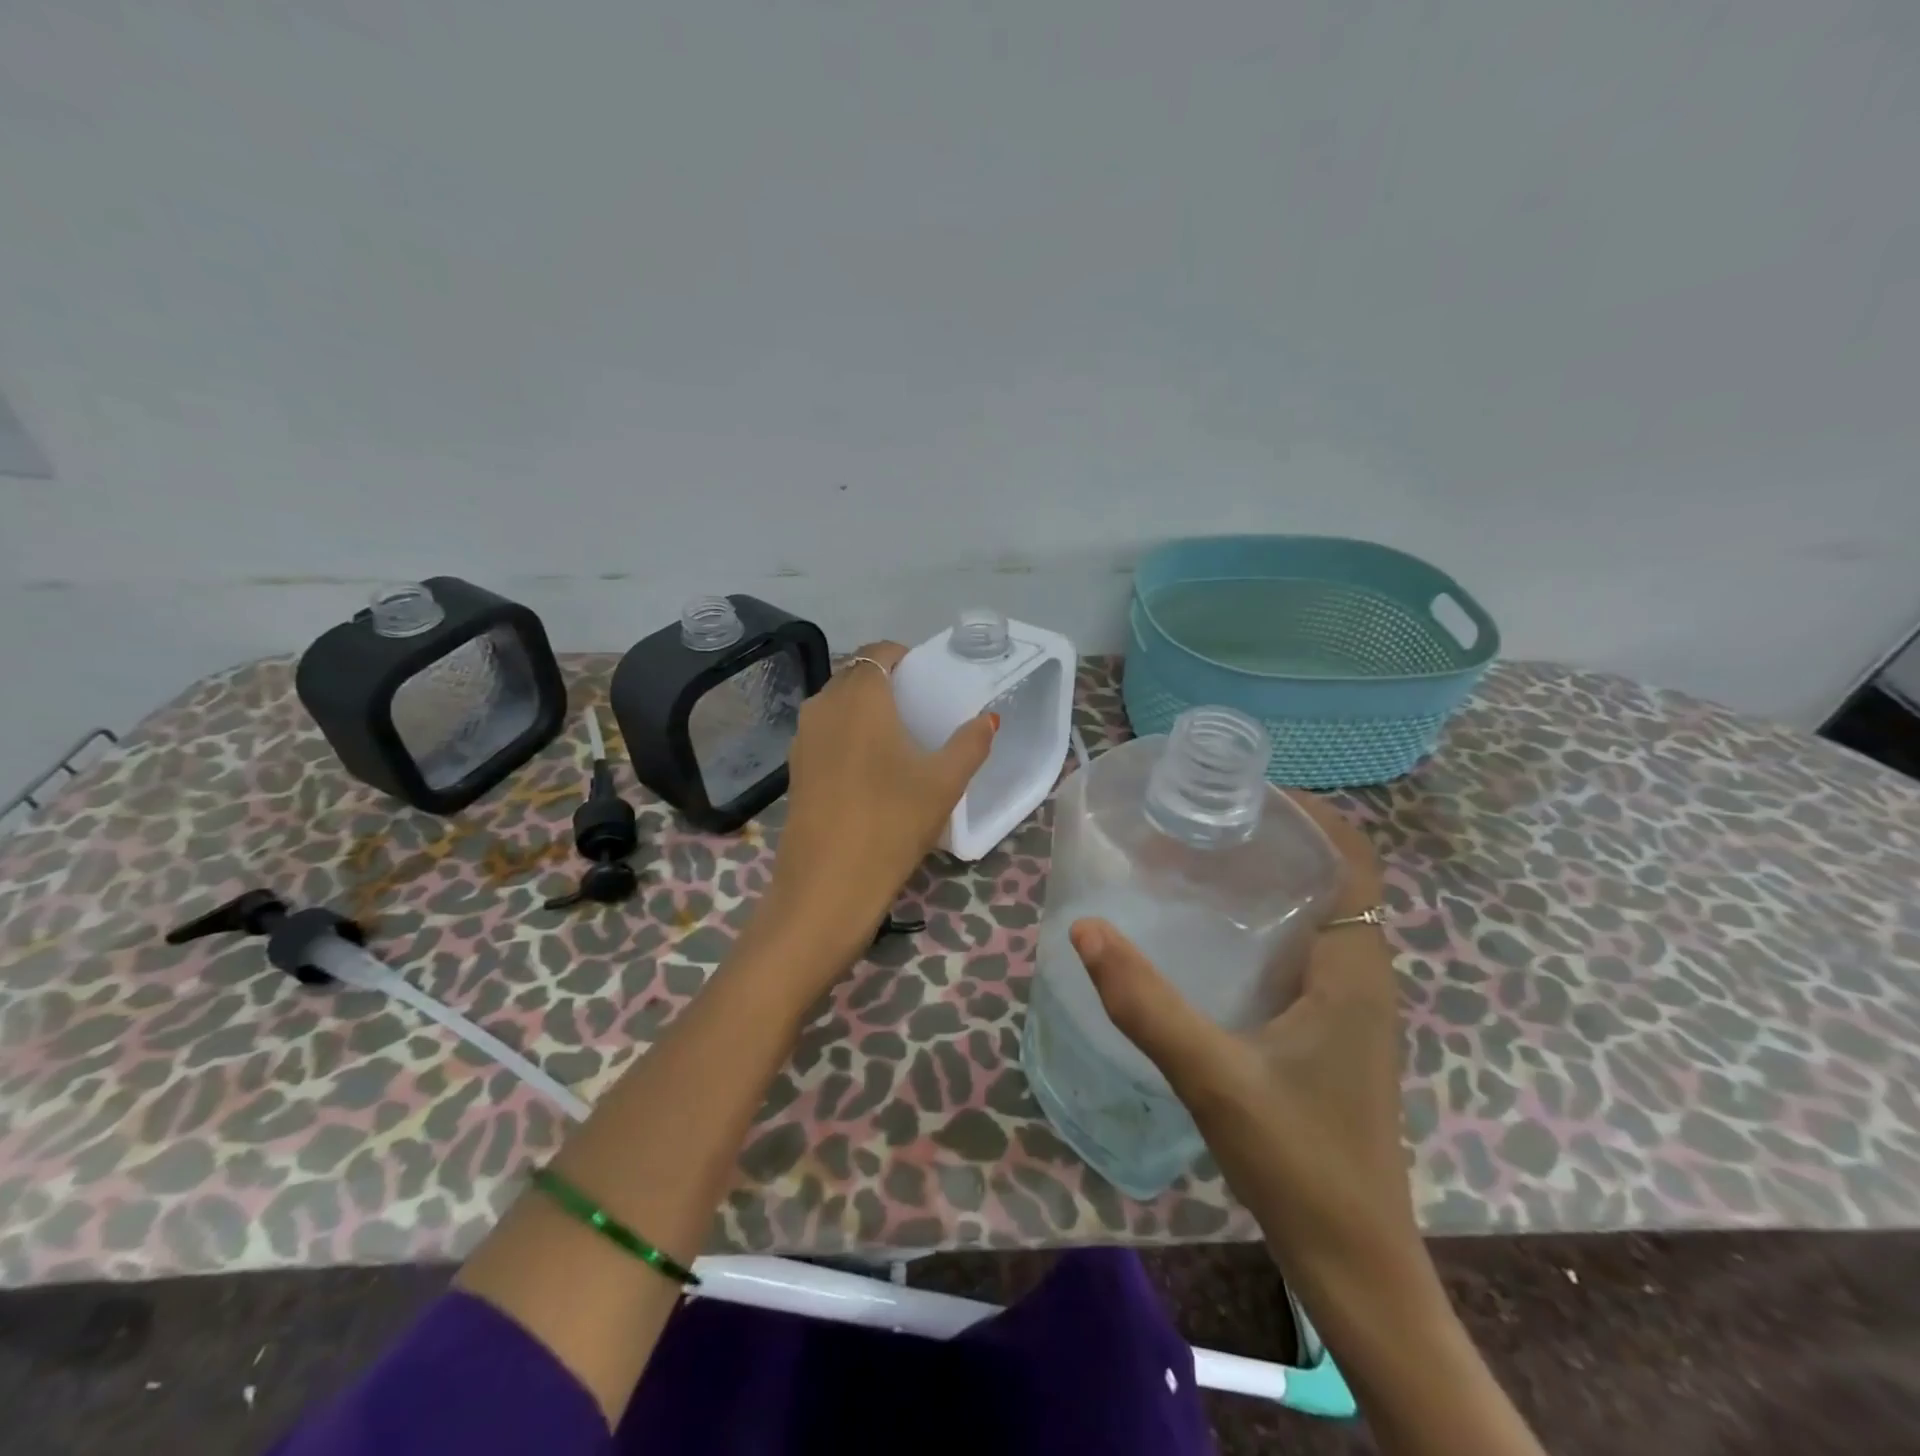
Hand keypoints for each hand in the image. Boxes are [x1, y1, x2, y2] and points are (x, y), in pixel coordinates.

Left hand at [758, 641, 996, 979]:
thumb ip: (970, 743)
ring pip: (838, 706)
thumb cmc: (891, 822)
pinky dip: (848, 737)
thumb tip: (987, 718)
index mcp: (859, 696)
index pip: (880, 652)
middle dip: (887, 684)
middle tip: (921, 711)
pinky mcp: (795, 769)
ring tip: (899, 741)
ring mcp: (802, 738)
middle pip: (856, 676)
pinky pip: (826, 734)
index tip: (930, 681)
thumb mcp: (944, 782)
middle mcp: (823, 705)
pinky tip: (871, 771)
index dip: (906, 658)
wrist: (827, 886)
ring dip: (866, 711)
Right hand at [1069, 793, 1415, 1278]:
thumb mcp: (1211, 1075)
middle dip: (1272, 838)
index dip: (1308, 812)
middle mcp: (1360, 972)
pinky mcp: (1329, 1028)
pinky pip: (1302, 950)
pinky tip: (1209, 935)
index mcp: (1353, 965)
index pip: (1350, 857)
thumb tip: (1085, 928)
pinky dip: (1263, 922)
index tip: (1241, 792)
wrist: (1353, 1259)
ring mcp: (1348, 1003)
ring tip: (1196, 861)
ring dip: (1266, 879)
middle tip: (1199, 821)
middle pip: (1329, 876)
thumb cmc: (1298, 1159)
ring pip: (1314, 914)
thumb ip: (1144, 1002)